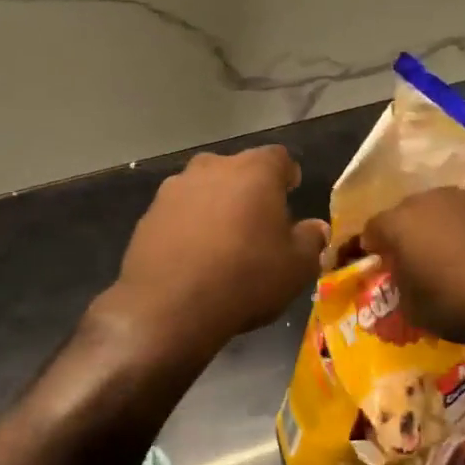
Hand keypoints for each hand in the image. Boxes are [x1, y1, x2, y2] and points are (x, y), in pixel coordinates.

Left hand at [102, 146, 328, 360]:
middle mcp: (212, 167)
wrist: (169, 307)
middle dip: (249, 189)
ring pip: (204, 189)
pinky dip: (188, 226)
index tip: (290, 193)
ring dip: (215, 206)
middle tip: (257, 222)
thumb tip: (316, 228)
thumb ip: (311, 240)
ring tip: (223, 242)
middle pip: (237, 169)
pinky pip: (178, 213)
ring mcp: (174, 189)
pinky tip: (193, 257)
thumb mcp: (296, 266)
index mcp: (254, 170)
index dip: (287, 175)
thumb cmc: (246, 278)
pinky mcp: (148, 214)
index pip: (279, 157)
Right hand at [361, 180, 464, 342]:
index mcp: (398, 224)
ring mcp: (462, 194)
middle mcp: (425, 199)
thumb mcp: (416, 311)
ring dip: (438, 223)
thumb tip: (400, 280)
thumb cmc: (462, 303)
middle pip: (405, 213)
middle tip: (414, 259)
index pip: (371, 230)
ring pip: (439, 205)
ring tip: (450, 248)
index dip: (372, 248)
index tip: (379, 264)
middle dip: (405, 233)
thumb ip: (399, 289)